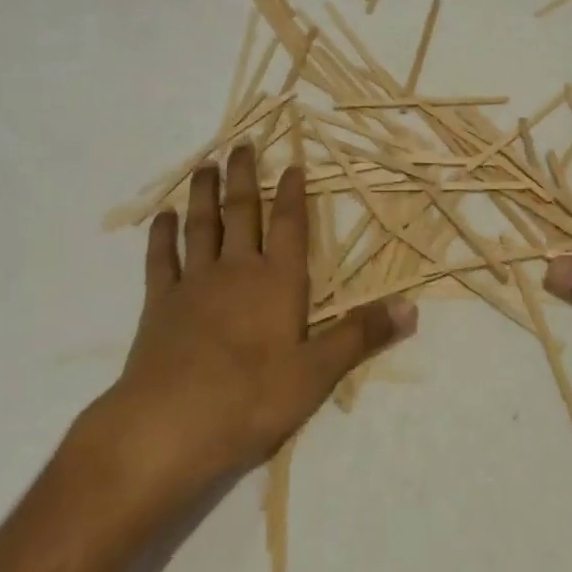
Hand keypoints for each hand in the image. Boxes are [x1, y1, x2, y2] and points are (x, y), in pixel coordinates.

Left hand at [85, 144, 415, 503]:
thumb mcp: (316, 375)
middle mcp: (236, 270)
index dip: (293, 193)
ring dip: (204, 194)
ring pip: (202, 226)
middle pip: (242, 212)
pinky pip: (161, 260)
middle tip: (242, 144)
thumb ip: (360, 337)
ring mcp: (194, 284)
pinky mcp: (159, 305)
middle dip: (244, 176)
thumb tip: (412, 308)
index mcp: (277, 282)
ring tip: (205, 165)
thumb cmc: (249, 400)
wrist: (167, 428)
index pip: (289, 226)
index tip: (292, 162)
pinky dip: (161, 236)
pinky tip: (161, 217)